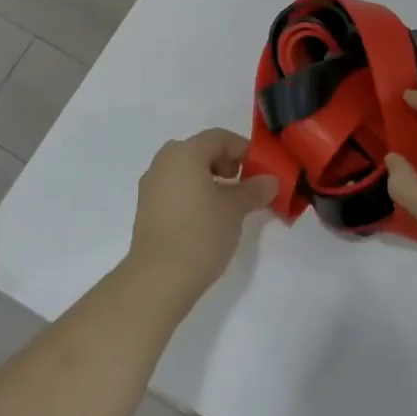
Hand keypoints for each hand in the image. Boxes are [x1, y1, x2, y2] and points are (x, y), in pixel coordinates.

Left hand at [126, 129, 276, 307]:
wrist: (158, 278)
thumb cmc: (200, 233)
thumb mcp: (235, 209)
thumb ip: (254, 190)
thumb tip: (271, 180)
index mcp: (185, 153)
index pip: (219, 137)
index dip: (243, 149)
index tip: (259, 169)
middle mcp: (164, 161)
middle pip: (200, 150)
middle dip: (224, 162)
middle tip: (242, 184)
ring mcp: (151, 184)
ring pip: (185, 169)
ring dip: (208, 178)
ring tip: (225, 204)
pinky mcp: (145, 207)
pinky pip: (174, 187)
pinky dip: (192, 192)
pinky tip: (204, 217)